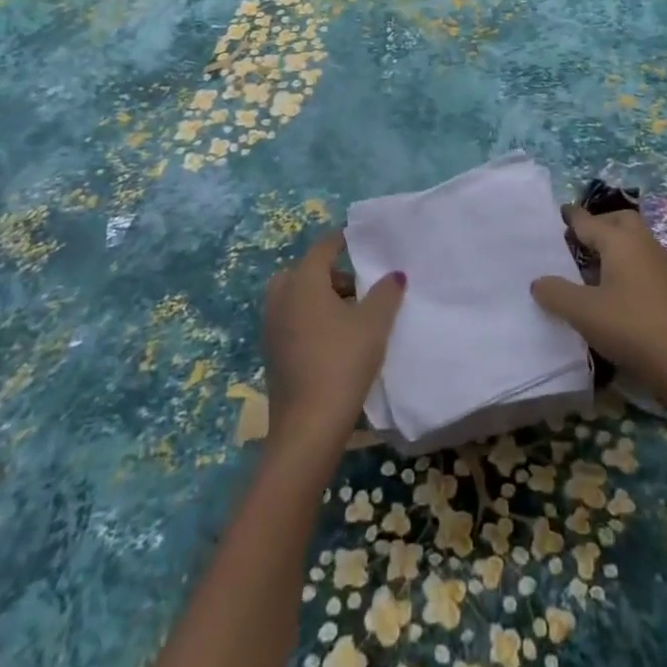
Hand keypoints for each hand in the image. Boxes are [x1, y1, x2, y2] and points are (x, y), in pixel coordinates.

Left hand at [264, 234, 404, 453]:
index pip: (322, 248)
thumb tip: (394, 275)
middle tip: (356, 286)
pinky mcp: (271, 353)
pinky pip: (290, 320)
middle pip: (303, 271)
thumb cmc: (342, 362)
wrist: (308, 427)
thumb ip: (386, 293)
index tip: (359, 239)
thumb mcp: (374, 324)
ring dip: (318, 297)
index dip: (341, 240)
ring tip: (349, 314)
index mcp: (304, 282)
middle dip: (328, 272)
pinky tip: (333, 339)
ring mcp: (271, 327)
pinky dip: (308, 318)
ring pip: (294, 297)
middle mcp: (281, 298)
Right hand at [531, 209, 666, 404]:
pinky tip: (614, 293)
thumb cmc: (632, 328)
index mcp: (620, 240)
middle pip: (618, 220)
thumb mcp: (584, 313)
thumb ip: (556, 293)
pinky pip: (642, 262)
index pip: (588, 220)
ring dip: (613, 247)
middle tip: (576, 243)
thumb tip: (538, 281)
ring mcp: (662, 264)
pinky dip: (626, 266)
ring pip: (633, 242)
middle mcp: (643, 243)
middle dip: (598, 225)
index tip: (555, 215)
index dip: (570, 218)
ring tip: (589, 270)